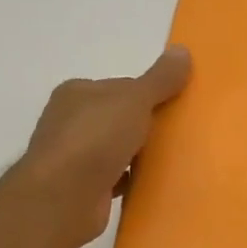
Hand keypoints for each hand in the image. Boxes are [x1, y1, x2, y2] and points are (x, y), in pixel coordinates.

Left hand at [17, 45, 191, 242]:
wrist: (63, 197)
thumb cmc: (95, 139)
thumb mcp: (134, 100)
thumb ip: (159, 79)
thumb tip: (183, 50)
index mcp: (77, 93)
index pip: (121, 87)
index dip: (149, 95)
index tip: (176, 107)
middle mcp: (69, 121)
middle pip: (119, 118)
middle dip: (145, 126)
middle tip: (179, 135)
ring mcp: (73, 156)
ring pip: (115, 149)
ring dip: (138, 155)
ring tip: (171, 160)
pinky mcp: (80, 187)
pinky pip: (114, 178)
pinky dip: (130, 179)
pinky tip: (151, 183)